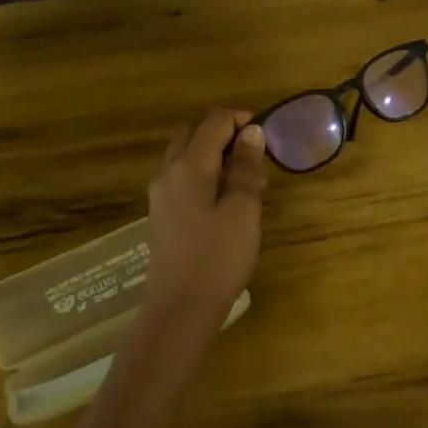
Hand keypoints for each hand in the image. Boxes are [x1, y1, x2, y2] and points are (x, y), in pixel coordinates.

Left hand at [143, 109, 267, 346]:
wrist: (180, 308)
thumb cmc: (218, 257)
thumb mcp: (243, 209)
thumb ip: (246, 167)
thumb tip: (251, 132)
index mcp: (189, 165)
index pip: (213, 122)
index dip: (241, 119)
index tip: (267, 134)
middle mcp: (168, 172)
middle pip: (194, 132)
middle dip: (225, 133)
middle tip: (255, 155)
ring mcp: (161, 194)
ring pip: (186, 154)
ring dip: (215, 154)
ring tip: (246, 180)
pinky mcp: (162, 214)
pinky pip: (183, 177)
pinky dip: (205, 173)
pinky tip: (226, 200)